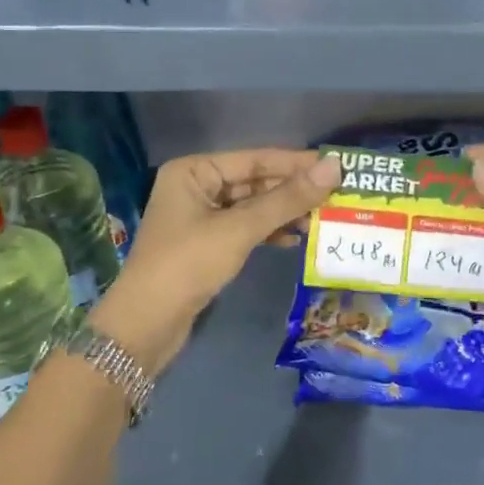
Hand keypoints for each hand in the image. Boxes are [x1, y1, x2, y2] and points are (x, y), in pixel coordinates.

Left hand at [90, 148, 341, 372]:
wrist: (146, 325)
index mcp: (194, 171)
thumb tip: (334, 168)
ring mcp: (201, 216)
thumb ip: (287, 199)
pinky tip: (295, 240)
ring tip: (322, 219)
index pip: (255, 159)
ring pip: (253, 207)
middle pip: (255, 181)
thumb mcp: (240, 229)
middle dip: (293, 190)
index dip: (296, 163)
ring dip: (285, 213)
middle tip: (337, 195)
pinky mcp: (207, 244)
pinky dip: (270, 232)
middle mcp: (196, 186)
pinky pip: (246, 228)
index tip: (337, 166)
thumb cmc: (188, 264)